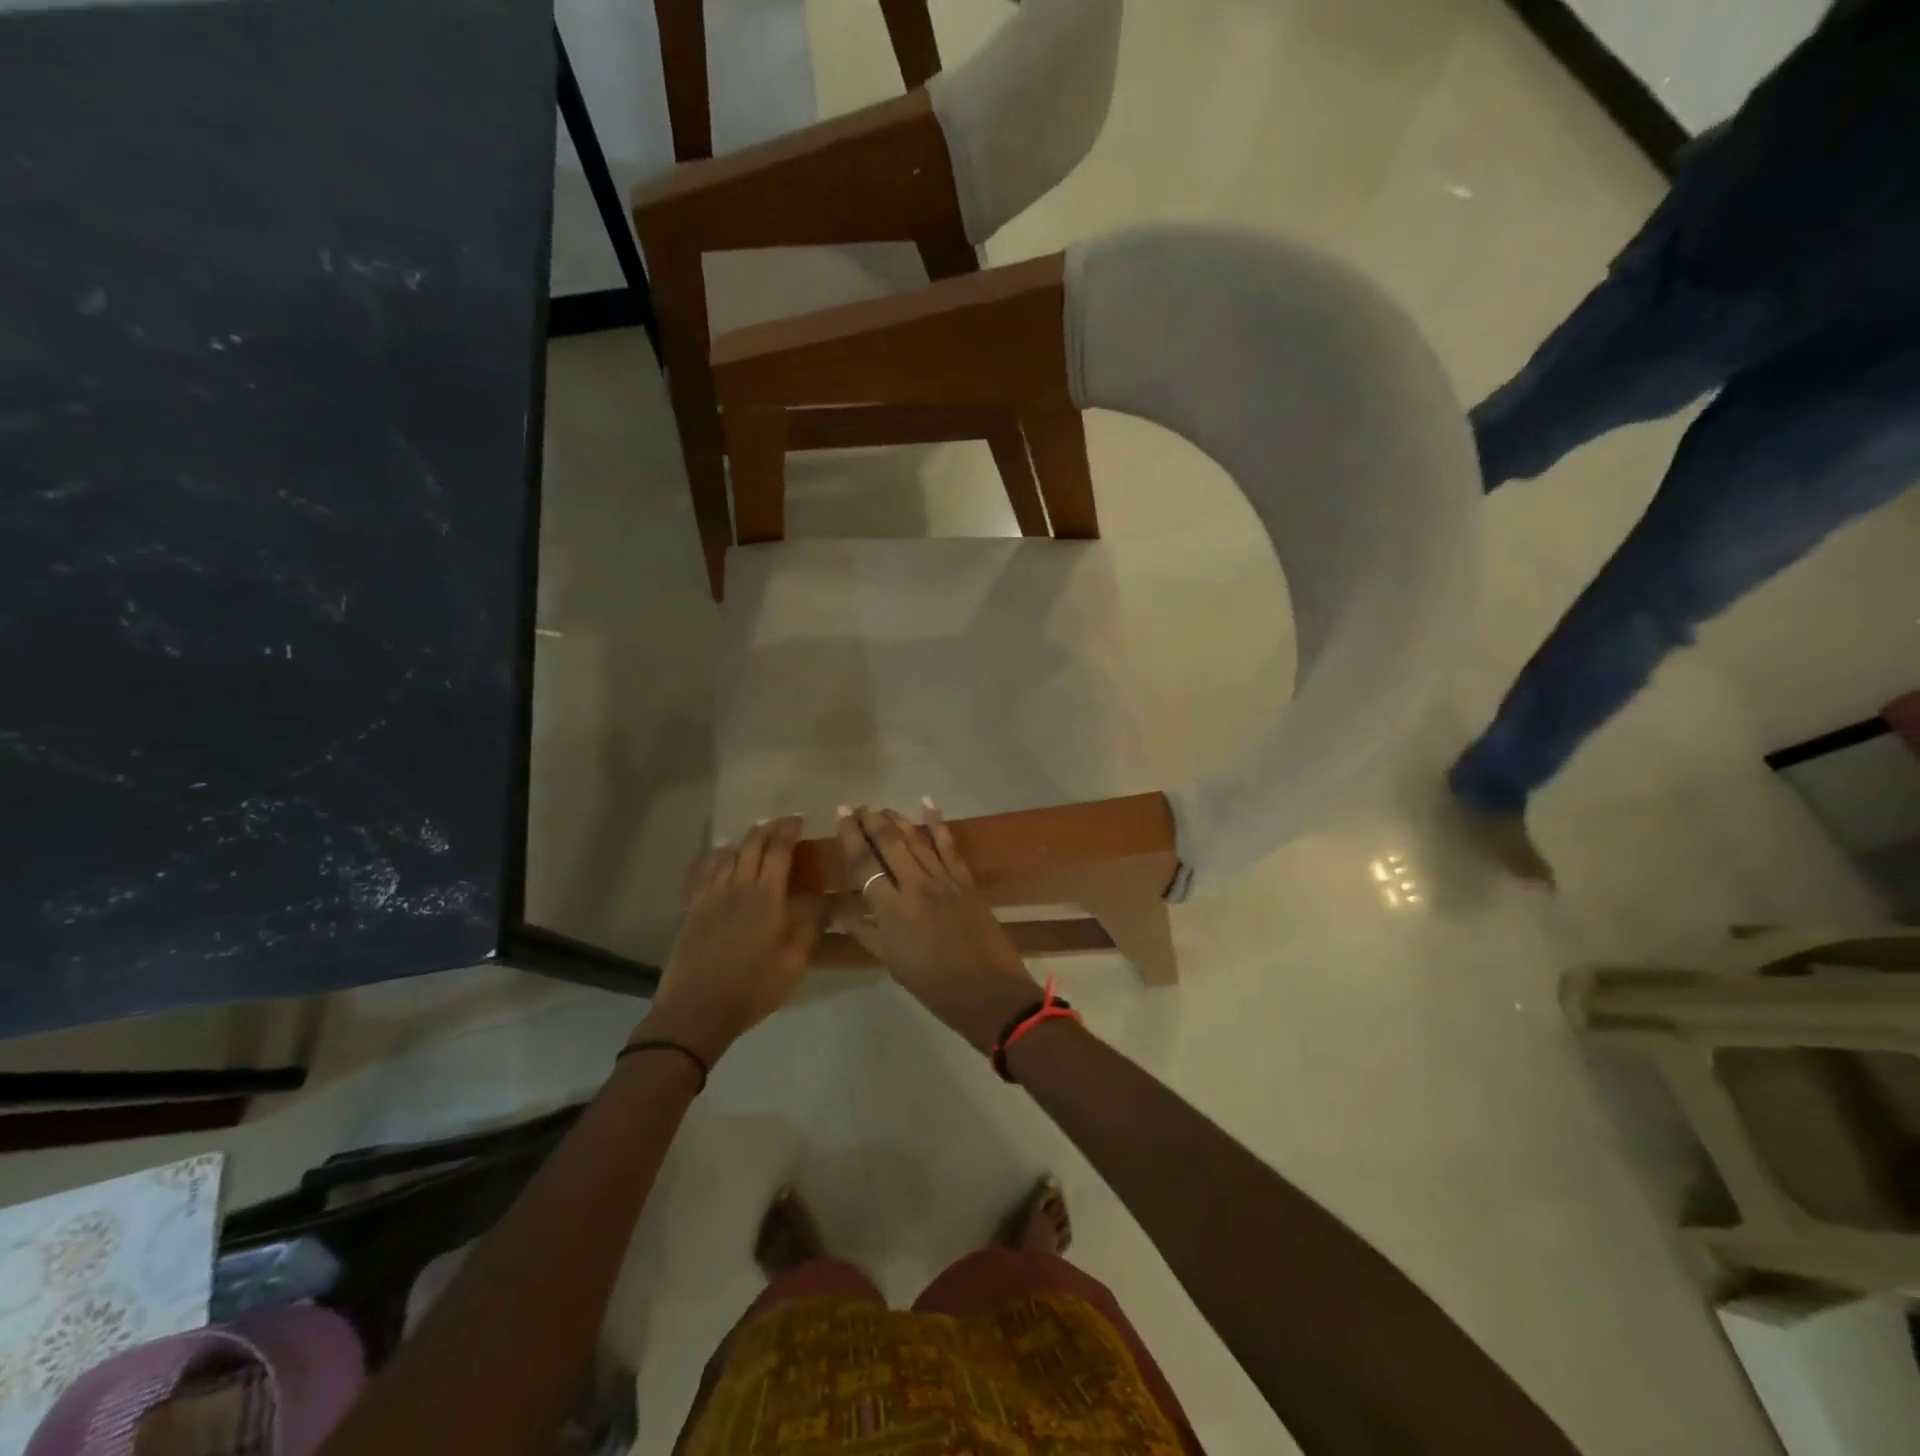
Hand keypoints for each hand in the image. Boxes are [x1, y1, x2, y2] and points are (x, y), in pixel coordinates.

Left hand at [637, 817, 821, 1065]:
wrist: (697, 1009)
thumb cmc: (753, 988)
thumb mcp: (794, 963)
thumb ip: (810, 927)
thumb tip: (826, 900)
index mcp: (767, 898)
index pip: (779, 852)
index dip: (789, 832)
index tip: (799, 821)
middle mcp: (739, 887)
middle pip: (752, 846)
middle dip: (768, 829)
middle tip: (781, 823)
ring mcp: (712, 896)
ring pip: (727, 855)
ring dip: (743, 840)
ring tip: (754, 836)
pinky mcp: (693, 909)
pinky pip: (704, 871)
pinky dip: (715, 857)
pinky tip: (720, 856)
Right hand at [837, 803, 1042, 1053]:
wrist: (987, 991)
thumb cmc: (934, 985)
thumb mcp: (892, 963)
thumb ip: (867, 932)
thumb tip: (843, 909)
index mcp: (891, 910)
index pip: (864, 864)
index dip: (850, 837)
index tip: (841, 816)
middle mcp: (915, 886)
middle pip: (889, 843)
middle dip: (871, 822)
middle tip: (857, 808)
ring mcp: (943, 880)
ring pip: (916, 839)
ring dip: (897, 820)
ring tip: (881, 808)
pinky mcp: (965, 880)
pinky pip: (949, 846)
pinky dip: (937, 823)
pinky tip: (927, 804)